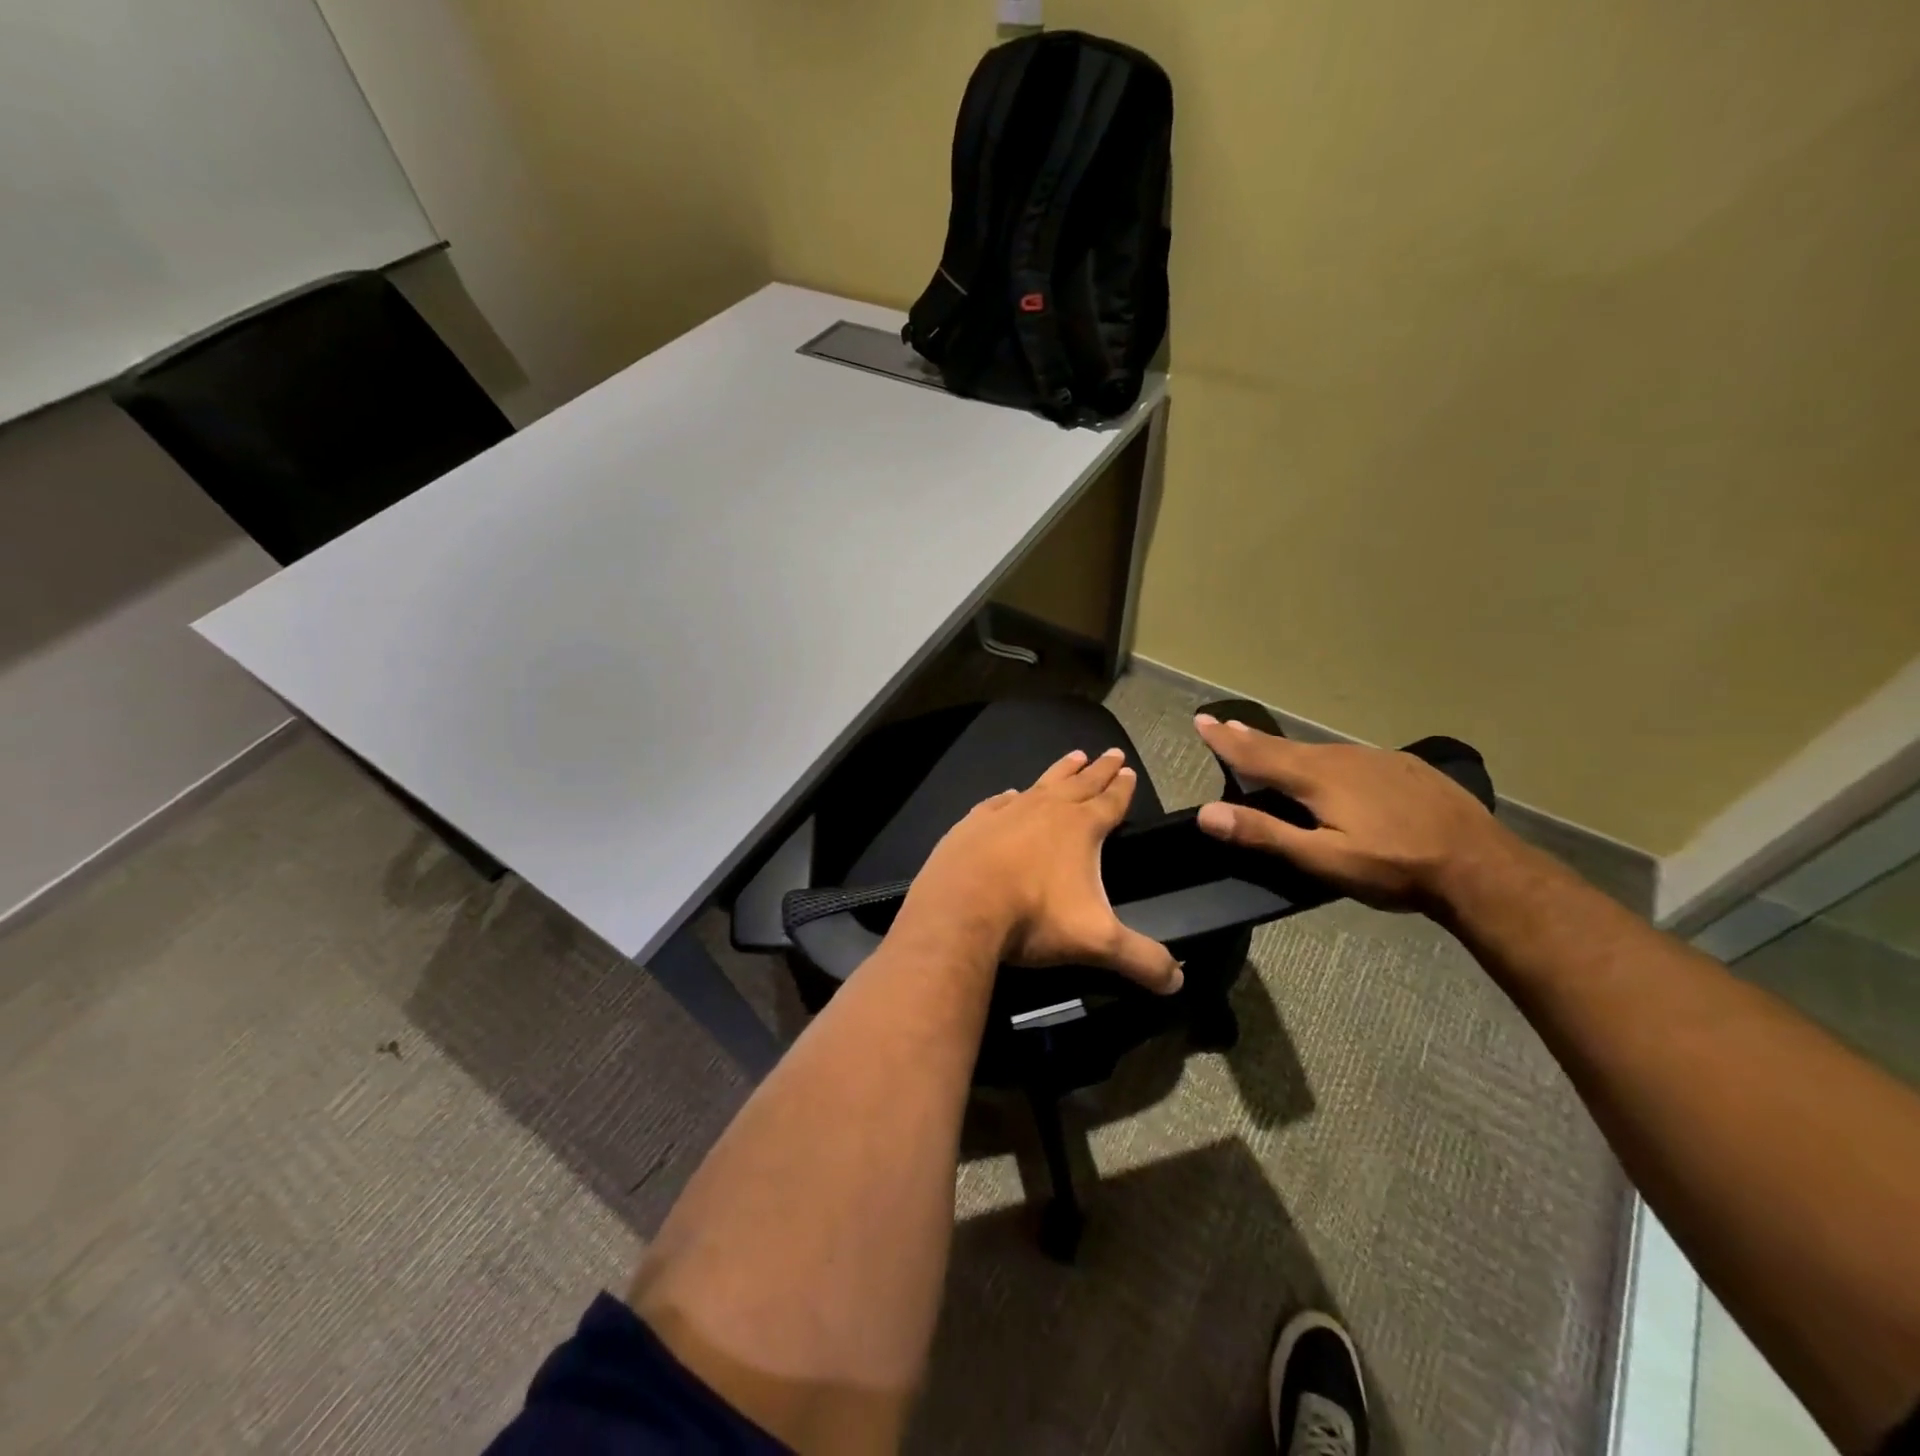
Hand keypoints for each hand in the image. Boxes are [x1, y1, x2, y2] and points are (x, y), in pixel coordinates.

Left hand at [896, 748, 1183, 993]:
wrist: (962, 908)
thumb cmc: (1035, 918)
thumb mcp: (1098, 942)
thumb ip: (1142, 959)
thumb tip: (1178, 982)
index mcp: (1081, 828)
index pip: (1111, 802)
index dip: (1122, 788)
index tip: (1129, 770)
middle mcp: (1046, 809)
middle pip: (1080, 783)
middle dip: (1098, 770)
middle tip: (1111, 753)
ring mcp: (1006, 812)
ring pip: (1041, 784)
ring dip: (1060, 771)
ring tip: (1073, 756)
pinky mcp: (973, 823)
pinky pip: (998, 802)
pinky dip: (1009, 796)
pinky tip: (1011, 793)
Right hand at [1192, 715, 1513, 912]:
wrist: (1481, 866)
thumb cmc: (1394, 867)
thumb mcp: (1323, 859)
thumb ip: (1264, 834)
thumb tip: (1206, 814)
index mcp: (1317, 778)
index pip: (1257, 754)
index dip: (1225, 740)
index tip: (1200, 720)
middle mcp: (1342, 758)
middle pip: (1284, 746)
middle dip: (1250, 737)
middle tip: (1224, 725)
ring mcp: (1377, 760)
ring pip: (1318, 750)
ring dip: (1285, 747)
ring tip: (1268, 746)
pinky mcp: (1403, 768)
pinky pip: (1349, 757)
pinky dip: (1324, 757)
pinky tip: (1332, 768)